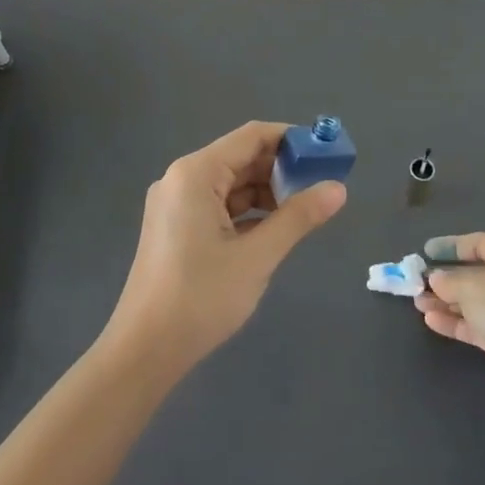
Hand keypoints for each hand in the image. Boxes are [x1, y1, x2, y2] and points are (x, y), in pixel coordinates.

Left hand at [104, 122, 345, 375]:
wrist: (146, 348)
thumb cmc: (201, 296)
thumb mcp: (258, 256)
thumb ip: (298, 217)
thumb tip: (338, 189)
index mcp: (195, 173)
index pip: (251, 136)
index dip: (291, 141)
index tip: (326, 155)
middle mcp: (181, 179)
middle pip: (240, 158)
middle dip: (281, 169)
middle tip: (323, 185)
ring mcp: (175, 204)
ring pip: (230, 184)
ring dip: (266, 192)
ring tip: (305, 210)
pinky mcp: (175, 227)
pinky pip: (217, 206)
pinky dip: (247, 212)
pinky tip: (274, 228)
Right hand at [414, 233, 484, 405]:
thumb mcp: (473, 288)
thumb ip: (449, 280)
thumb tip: (436, 278)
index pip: (482, 244)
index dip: (451, 245)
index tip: (426, 251)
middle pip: (477, 274)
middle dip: (446, 278)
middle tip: (418, 281)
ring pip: (475, 301)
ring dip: (446, 301)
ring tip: (418, 302)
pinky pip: (477, 323)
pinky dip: (456, 321)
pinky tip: (431, 320)